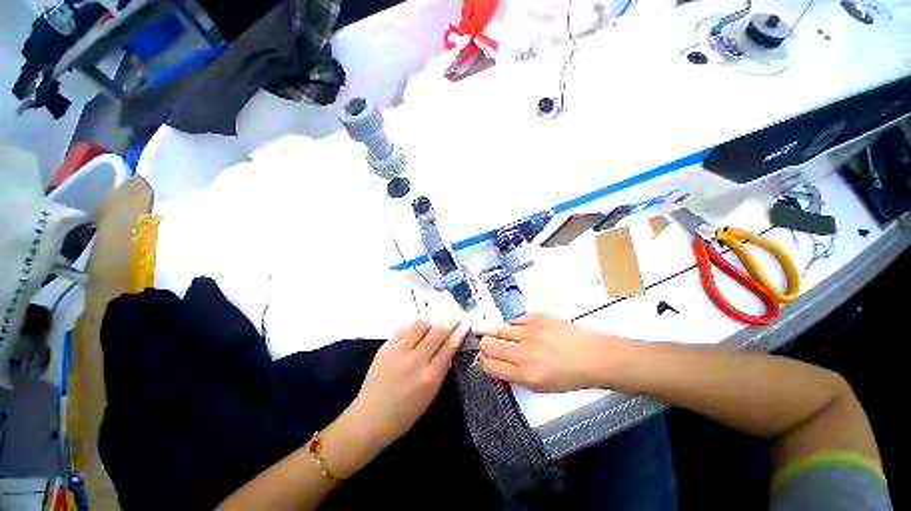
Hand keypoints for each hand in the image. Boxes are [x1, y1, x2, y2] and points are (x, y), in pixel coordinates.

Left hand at [324, 321, 467, 477]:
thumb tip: (448, 349)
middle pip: (437, 332)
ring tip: (433, 325)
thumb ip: (441, 370)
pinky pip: (403, 329)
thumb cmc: (404, 414)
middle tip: (455, 318)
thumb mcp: (430, 396)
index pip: (449, 347)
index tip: (465, 324)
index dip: (459, 333)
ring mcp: (398, 351)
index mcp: (429, 377)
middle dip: (449, 323)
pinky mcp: (385, 348)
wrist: (369, 419)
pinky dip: (413, 327)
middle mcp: (415, 360)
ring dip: (431, 323)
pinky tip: (416, 329)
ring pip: (420, 325)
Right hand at [477, 313, 629, 391]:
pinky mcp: (537, 317)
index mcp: (525, 375)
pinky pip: (514, 318)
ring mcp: (530, 332)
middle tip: (484, 343)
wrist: (592, 356)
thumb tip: (496, 362)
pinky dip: (510, 323)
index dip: (483, 361)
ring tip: (489, 330)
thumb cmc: (569, 376)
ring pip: (498, 328)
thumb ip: (515, 375)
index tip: (484, 358)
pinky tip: (513, 327)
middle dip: (483, 344)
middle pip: (489, 345)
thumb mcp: (541, 386)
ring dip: (492, 331)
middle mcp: (524, 352)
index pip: (490, 366)